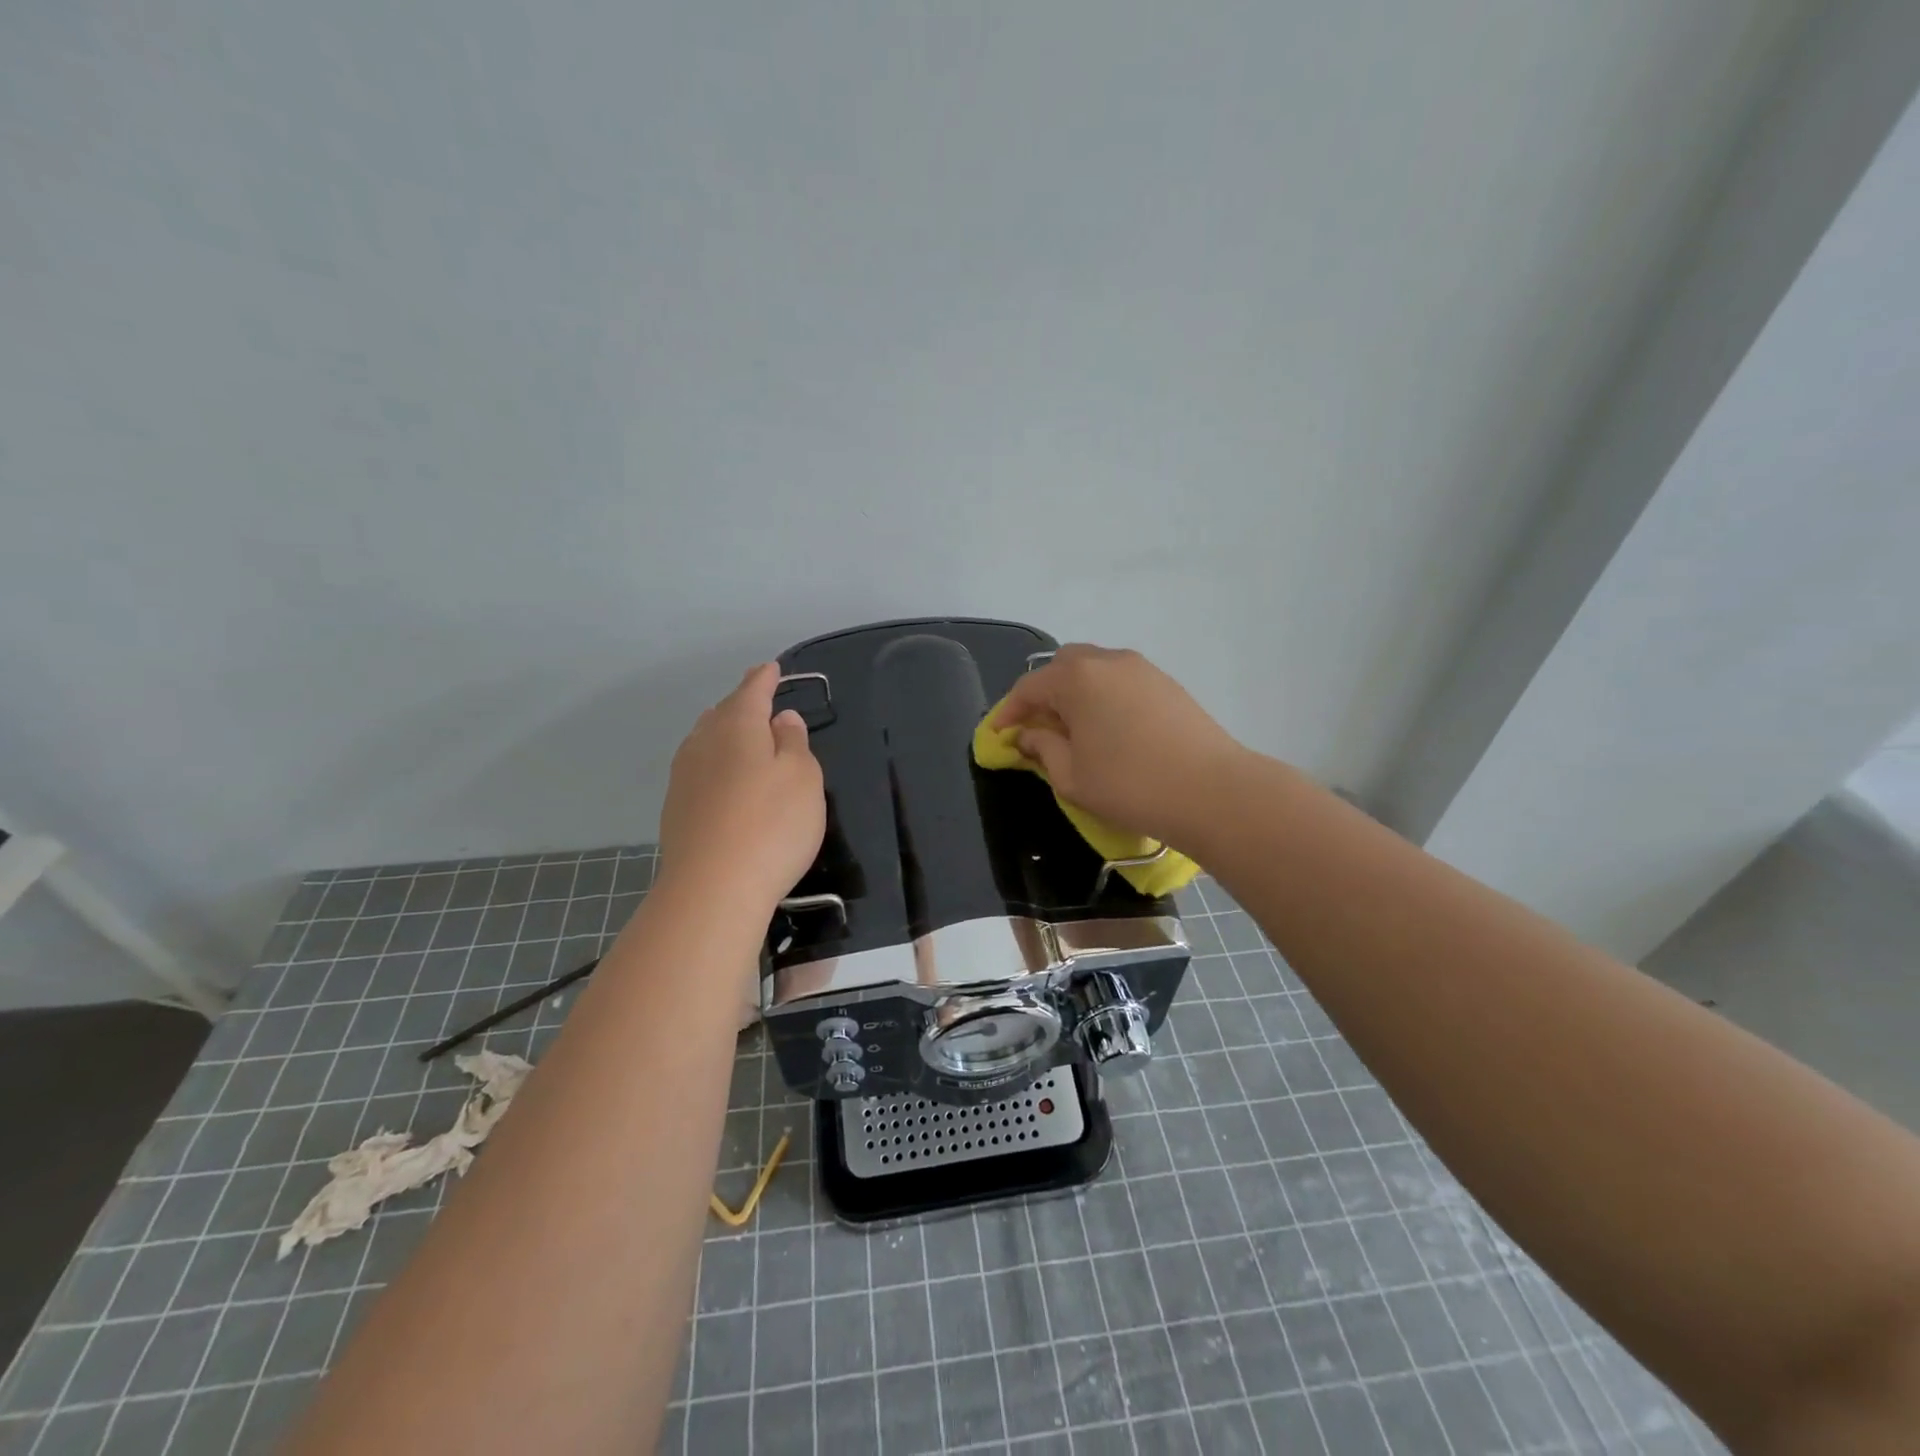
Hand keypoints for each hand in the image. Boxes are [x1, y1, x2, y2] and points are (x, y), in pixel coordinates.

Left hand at [658, 663, 824, 911]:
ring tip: (741, 735)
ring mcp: (684, 778)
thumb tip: (781, 719)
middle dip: (741, 704)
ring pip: (705, 741)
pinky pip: (699, 770)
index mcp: (737, 727)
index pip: (751, 691)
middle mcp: (703, 744)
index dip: (764, 678)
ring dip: (725, 733)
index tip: (772, 668)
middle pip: (723, 714)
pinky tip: (724, 779)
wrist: (713, 889)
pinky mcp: (676, 810)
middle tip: (759, 701)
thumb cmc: (772, 825)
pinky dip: (715, 763)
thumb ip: (794, 742)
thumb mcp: (803, 778)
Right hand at [991, 644, 1248, 850]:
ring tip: (1075, 731)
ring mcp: (1142, 668)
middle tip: (1039, 729)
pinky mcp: (1167, 683)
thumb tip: (1030, 735)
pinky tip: (1110, 730)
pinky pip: (1121, 680)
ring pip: (1094, 670)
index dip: (1008, 712)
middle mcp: (1108, 661)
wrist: (1212, 791)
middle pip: (1062, 667)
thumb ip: (1043, 748)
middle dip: (1043, 694)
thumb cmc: (1130, 785)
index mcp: (1076, 678)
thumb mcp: (1072, 776)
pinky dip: (1104, 696)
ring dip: (1076, 693)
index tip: (999, 736)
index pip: (1028, 688)